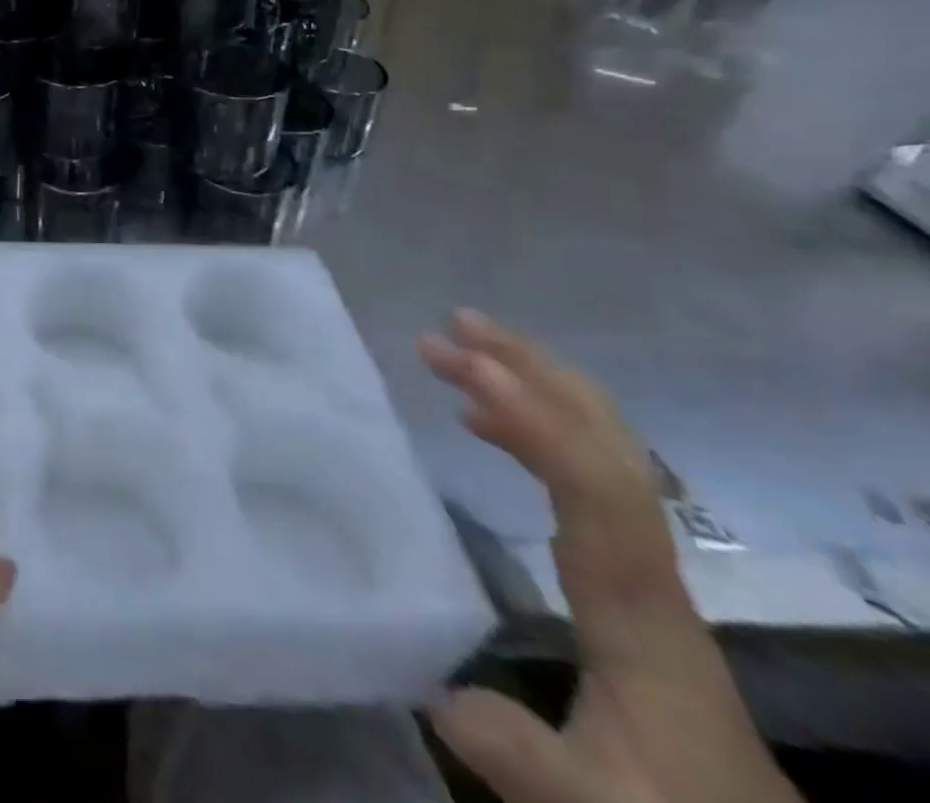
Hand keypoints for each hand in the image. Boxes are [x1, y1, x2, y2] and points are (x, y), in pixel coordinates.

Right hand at [420, 310, 798, 802]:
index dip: (536, 421)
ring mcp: (639, 557)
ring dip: (531, 385)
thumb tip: (438, 692)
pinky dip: (532, 425)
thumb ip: (524, 756)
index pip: (597, 489)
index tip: (471, 368)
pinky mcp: (622, 565)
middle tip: (455, 327)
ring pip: (600, 445)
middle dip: (534, 372)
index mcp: (639, 606)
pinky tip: (481, 419)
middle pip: (608, 443)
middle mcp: (645, 562)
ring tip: (458, 350)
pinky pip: (581, 469)